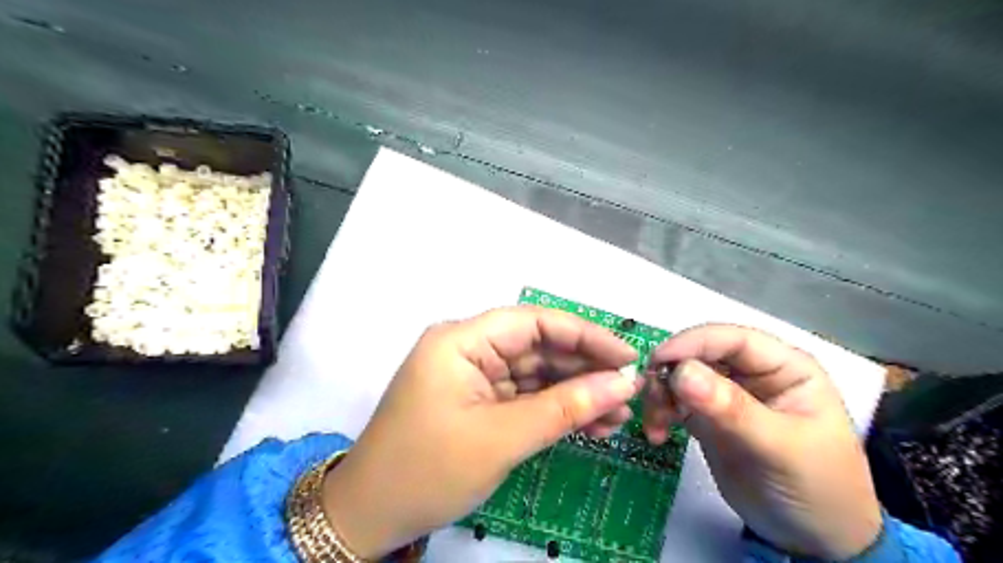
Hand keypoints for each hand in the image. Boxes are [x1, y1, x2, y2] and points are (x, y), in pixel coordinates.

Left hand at [321, 307, 637, 557]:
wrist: (371, 516)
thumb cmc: (428, 470)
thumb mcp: (502, 438)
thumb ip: (565, 408)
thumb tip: (622, 384)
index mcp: (461, 340)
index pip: (533, 322)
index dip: (584, 335)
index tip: (627, 356)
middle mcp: (467, 348)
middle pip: (537, 347)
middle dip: (584, 369)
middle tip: (629, 392)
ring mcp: (473, 376)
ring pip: (535, 373)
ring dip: (575, 393)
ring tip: (618, 416)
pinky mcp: (478, 400)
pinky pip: (524, 396)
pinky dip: (555, 409)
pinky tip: (590, 424)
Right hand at [641, 326, 880, 558]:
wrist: (814, 541)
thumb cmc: (817, 488)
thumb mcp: (779, 448)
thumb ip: (732, 409)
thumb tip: (681, 371)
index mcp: (783, 367)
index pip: (732, 339)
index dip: (693, 343)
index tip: (658, 361)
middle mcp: (751, 373)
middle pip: (699, 354)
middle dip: (670, 373)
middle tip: (652, 401)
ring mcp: (727, 395)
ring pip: (681, 376)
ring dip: (660, 395)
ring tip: (655, 426)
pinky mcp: (707, 417)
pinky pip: (675, 402)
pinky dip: (660, 412)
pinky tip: (657, 434)